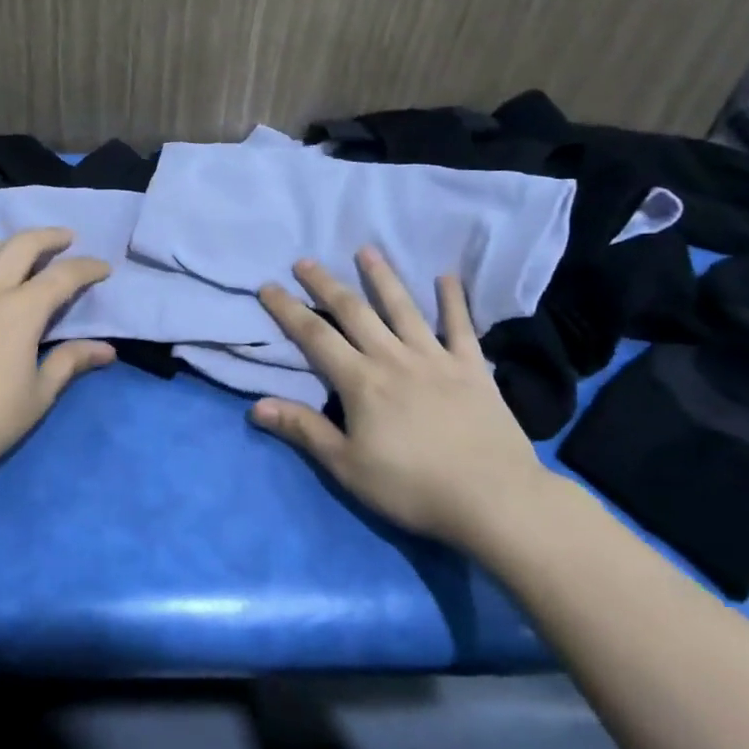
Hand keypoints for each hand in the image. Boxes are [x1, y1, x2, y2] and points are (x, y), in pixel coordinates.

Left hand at [0, 228, 115, 499]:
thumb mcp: (38, 395)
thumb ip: (70, 362)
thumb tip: (106, 349)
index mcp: (20, 311)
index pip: (62, 276)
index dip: (86, 267)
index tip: (102, 268)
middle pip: (19, 247)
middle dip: (48, 237)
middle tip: (64, 238)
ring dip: (5, 247)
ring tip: (17, 252)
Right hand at [250, 247, 553, 546]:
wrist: (492, 499)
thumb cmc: (412, 487)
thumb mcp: (346, 466)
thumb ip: (303, 430)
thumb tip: (255, 405)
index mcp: (360, 381)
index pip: (314, 336)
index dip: (288, 310)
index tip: (268, 286)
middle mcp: (393, 358)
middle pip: (354, 312)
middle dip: (325, 284)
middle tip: (306, 261)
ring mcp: (436, 358)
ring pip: (403, 308)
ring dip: (382, 277)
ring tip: (366, 250)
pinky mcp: (472, 368)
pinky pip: (461, 326)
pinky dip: (453, 300)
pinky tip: (447, 276)